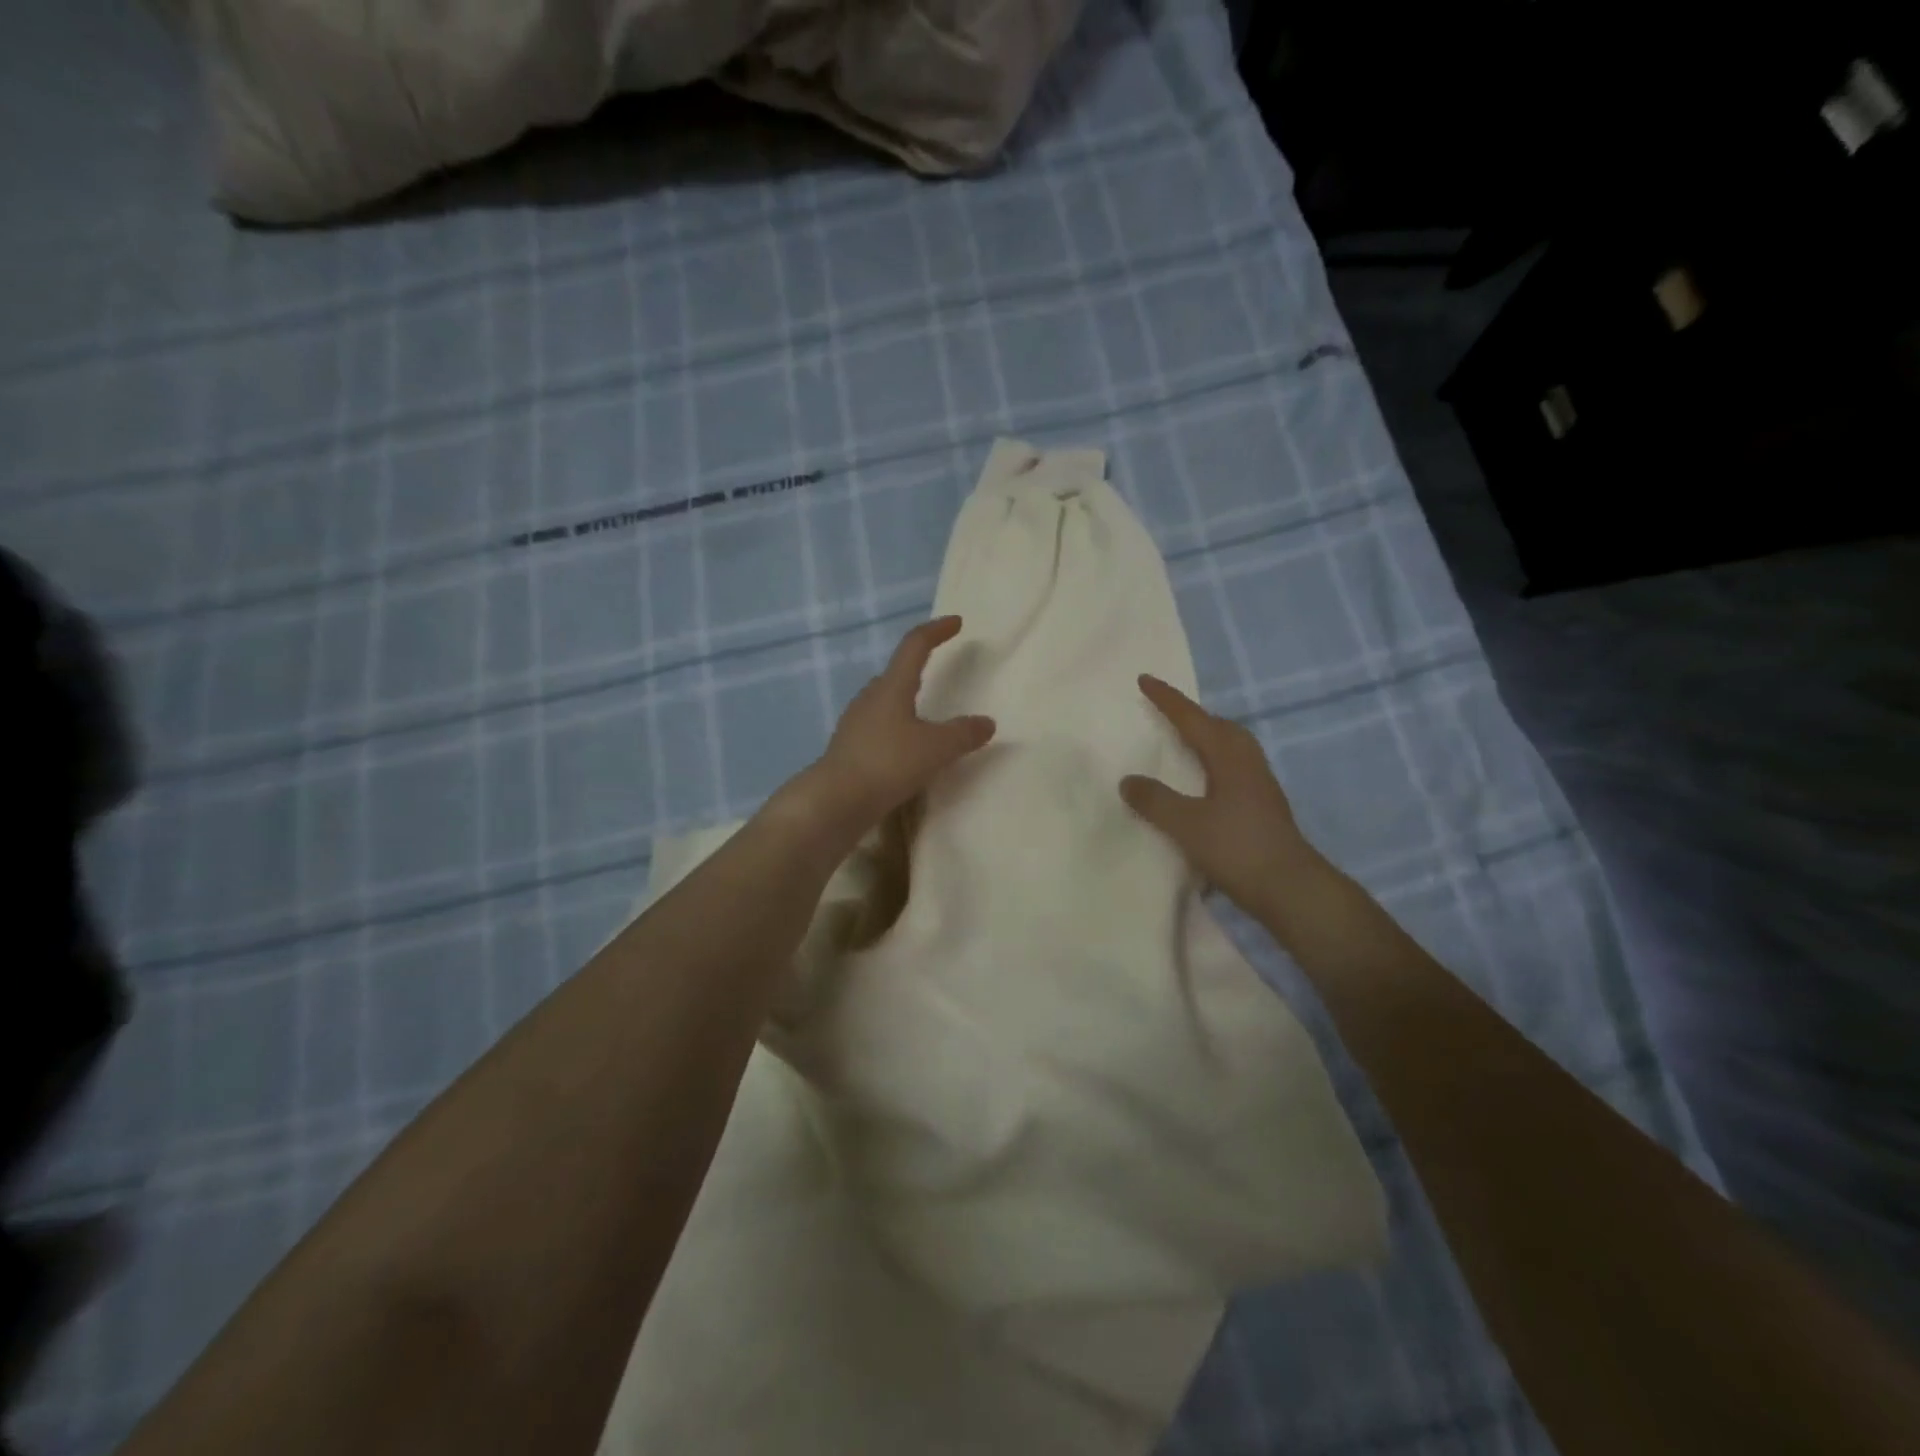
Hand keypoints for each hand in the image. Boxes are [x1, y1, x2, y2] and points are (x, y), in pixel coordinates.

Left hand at [801, 616, 994, 835]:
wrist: (835, 801)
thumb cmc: (887, 763)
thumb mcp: (936, 749)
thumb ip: (964, 734)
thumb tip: (986, 723)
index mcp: (892, 687)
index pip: (915, 645)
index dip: (936, 631)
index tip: (956, 622)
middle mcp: (870, 698)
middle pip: (896, 673)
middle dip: (918, 667)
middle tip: (939, 670)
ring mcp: (855, 723)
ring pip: (885, 702)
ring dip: (906, 702)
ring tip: (927, 717)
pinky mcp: (849, 748)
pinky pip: (878, 728)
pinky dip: (896, 730)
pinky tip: (905, 750)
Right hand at [1119, 675, 1322, 915]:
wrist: (1291, 889)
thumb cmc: (1238, 849)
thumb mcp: (1187, 824)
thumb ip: (1155, 801)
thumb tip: (1129, 780)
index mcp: (1230, 759)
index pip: (1194, 720)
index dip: (1168, 700)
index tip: (1145, 679)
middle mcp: (1248, 766)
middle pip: (1222, 728)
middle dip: (1196, 716)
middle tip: (1170, 714)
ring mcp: (1260, 788)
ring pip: (1233, 749)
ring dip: (1209, 739)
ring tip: (1186, 745)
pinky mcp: (1264, 809)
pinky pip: (1235, 770)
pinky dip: (1215, 764)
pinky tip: (1204, 785)